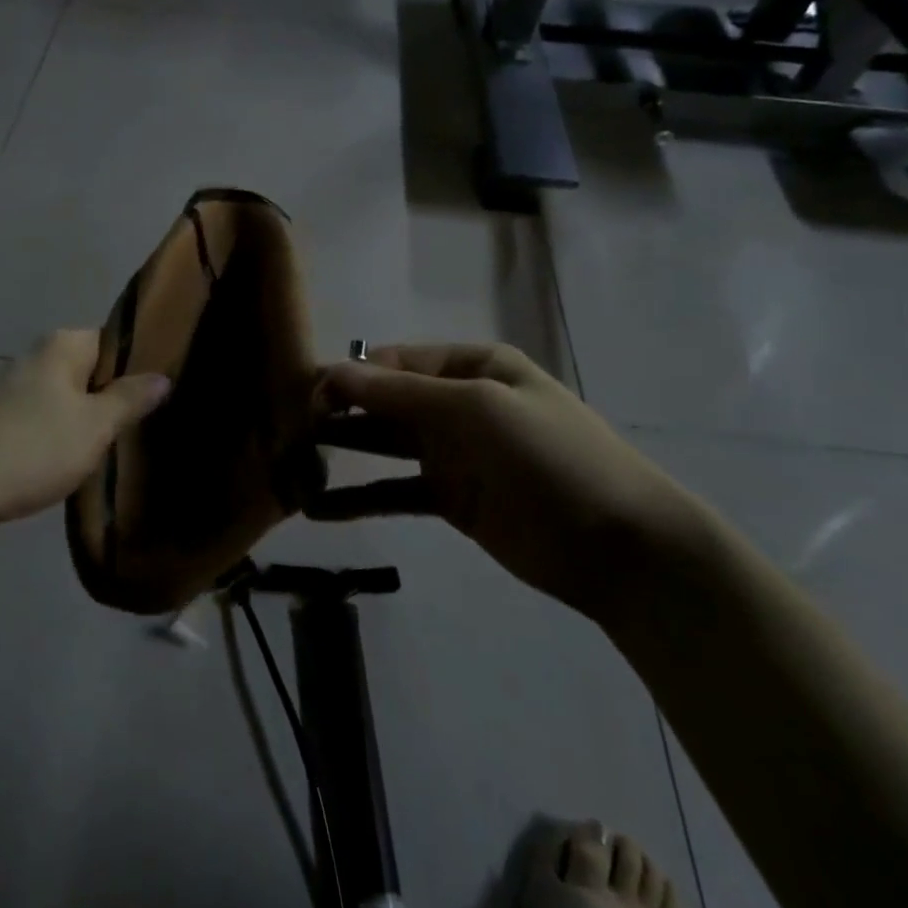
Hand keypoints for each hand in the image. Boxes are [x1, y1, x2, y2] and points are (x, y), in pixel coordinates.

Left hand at [0, 330, 170, 546]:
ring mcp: (11, 389)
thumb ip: (130, 398)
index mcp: (62, 345)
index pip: (113, 341)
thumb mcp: (95, 425)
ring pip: (65, 399)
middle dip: (114, 396)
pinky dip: (59, 437)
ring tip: (118, 447)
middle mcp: (35, 357)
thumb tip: (162, 376)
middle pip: (89, 371)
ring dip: (87, 420)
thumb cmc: (35, 448)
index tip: (163, 392)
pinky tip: (74, 462)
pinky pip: (42, 421)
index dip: (140, 364)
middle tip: (146, 425)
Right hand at [312, 344, 704, 620]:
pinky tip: (320, 509)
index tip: (303, 392)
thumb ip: (400, 393)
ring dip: (343, 450)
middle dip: (339, 410)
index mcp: (470, 366)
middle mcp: (457, 402)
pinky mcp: (451, 499)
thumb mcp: (475, 409)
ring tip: (290, 460)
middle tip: (286, 427)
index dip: (348, 374)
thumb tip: (333, 372)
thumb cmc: (550, 456)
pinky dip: (360, 498)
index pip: (393, 362)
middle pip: (385, 400)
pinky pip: (395, 491)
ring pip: (384, 444)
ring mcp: (454, 453)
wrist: (621, 545)